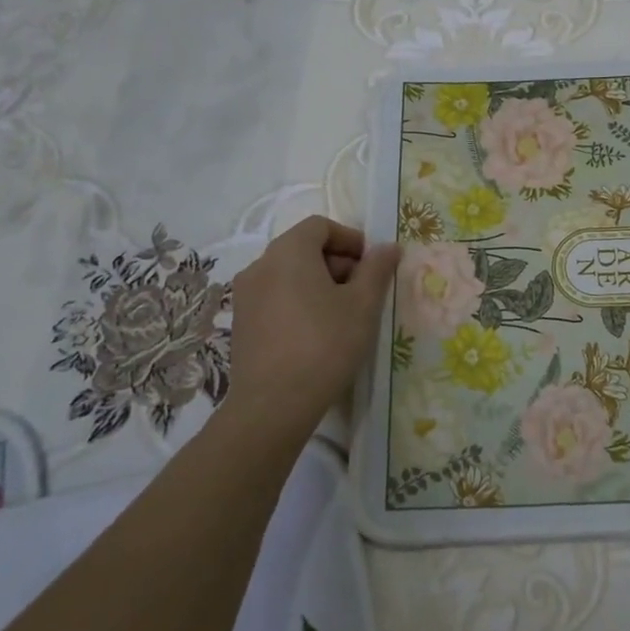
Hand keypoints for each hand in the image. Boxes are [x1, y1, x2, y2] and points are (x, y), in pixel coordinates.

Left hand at [229, 217, 399, 443]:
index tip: (371, 265)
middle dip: (337, 262)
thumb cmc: (325, 344)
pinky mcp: (241, 322)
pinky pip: (275, 297)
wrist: (273, 404)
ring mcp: (245, 295)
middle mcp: (260, 265)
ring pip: (288, 274)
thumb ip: (377, 269)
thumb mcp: (363, 305)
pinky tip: (315, 333)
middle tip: (362, 292)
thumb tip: (388, 247)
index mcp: (288, 252)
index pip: (320, 226)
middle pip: (303, 248)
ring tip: (342, 315)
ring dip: (318, 283)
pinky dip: (297, 302)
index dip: (350, 239)